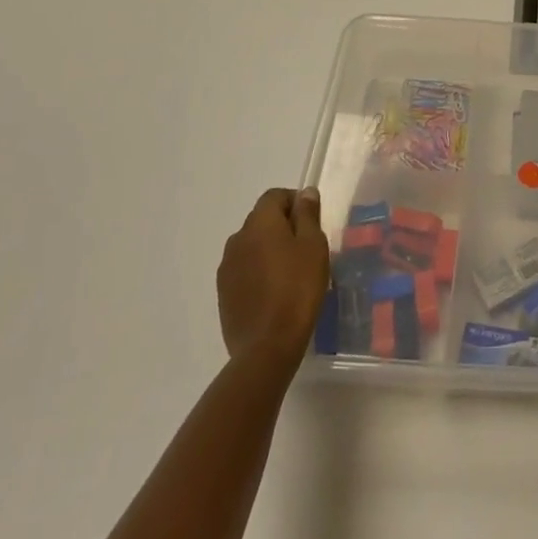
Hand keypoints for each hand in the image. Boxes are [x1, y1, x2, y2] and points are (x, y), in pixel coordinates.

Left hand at [217, 188, 329, 367]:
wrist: (267, 346)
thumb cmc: (298, 288)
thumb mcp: (313, 246)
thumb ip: (308, 215)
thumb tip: (304, 192)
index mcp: (260, 223)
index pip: (274, 196)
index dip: (295, 202)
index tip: (312, 221)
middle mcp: (237, 239)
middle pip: (261, 219)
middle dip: (283, 225)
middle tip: (306, 247)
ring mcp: (227, 267)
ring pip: (251, 245)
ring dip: (269, 248)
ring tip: (291, 270)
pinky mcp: (223, 292)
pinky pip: (244, 268)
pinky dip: (258, 270)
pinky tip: (274, 290)